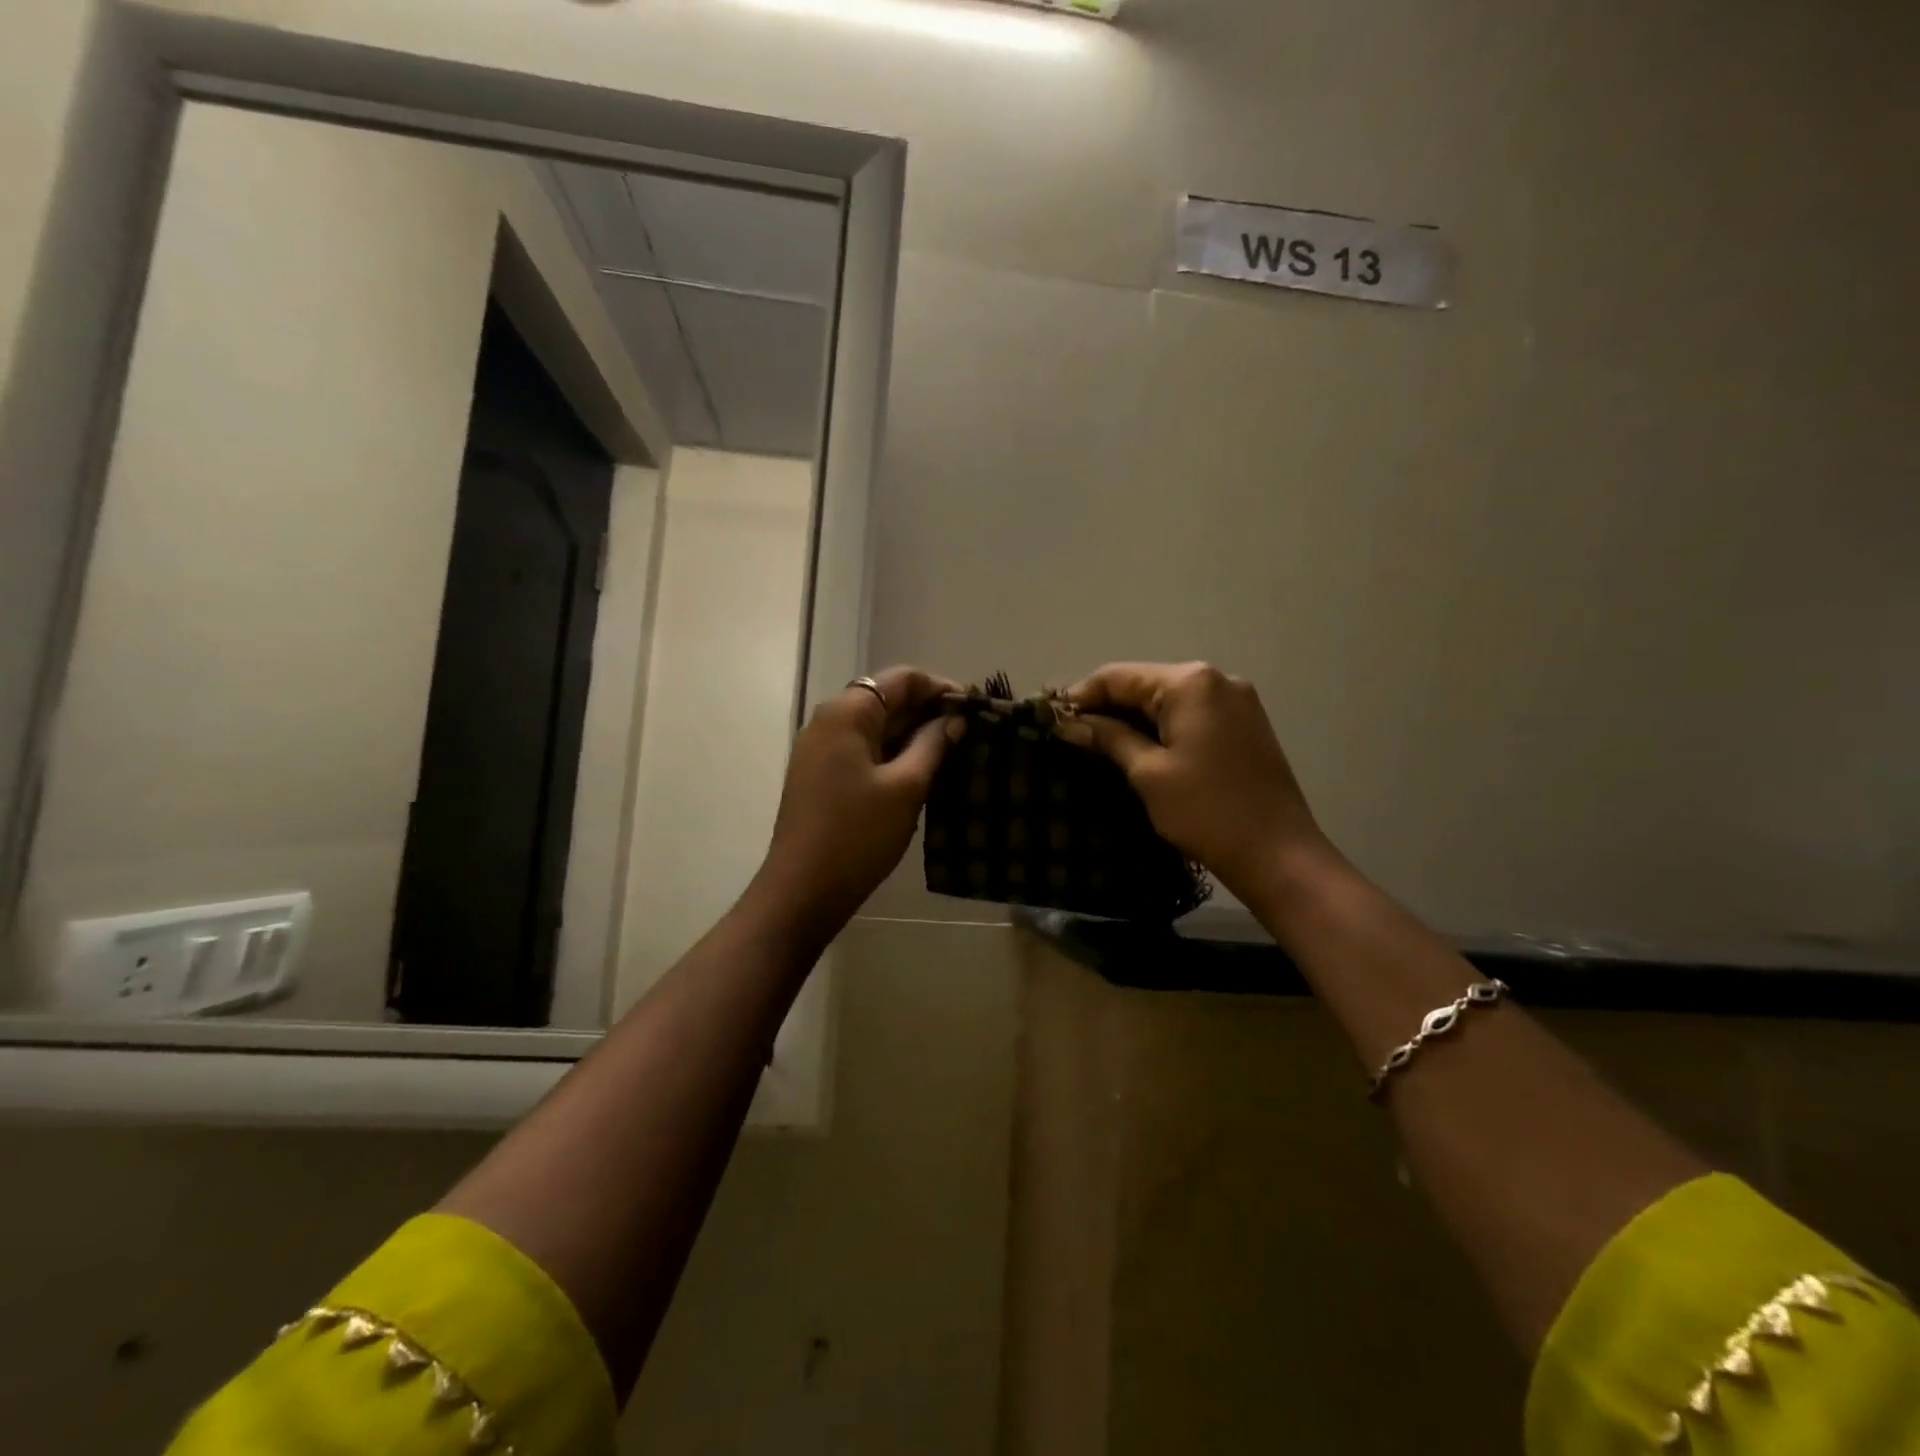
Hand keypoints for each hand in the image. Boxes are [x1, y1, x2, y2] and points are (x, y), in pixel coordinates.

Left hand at [751, 666, 961, 940]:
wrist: (803, 890)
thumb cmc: (857, 834)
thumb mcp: (906, 788)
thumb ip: (933, 745)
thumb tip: (955, 720)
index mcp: (847, 713)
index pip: (902, 679)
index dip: (941, 688)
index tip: (974, 710)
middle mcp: (830, 721)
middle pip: (887, 699)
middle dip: (929, 712)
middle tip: (972, 733)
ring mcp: (822, 750)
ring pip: (877, 728)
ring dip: (914, 735)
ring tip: (955, 753)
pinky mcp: (822, 776)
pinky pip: (864, 751)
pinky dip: (894, 755)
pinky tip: (923, 773)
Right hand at [1058, 661, 1331, 899]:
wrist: (1278, 855)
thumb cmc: (1206, 811)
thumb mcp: (1148, 773)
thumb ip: (1108, 738)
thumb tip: (1069, 723)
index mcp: (1190, 682)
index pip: (1119, 676)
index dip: (1081, 696)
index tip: (1051, 720)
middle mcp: (1216, 679)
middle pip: (1144, 683)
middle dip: (1106, 707)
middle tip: (1070, 735)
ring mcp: (1236, 701)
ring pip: (1167, 700)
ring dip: (1132, 719)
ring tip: (1096, 745)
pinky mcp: (1244, 725)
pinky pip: (1190, 715)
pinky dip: (1160, 728)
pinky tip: (1137, 749)